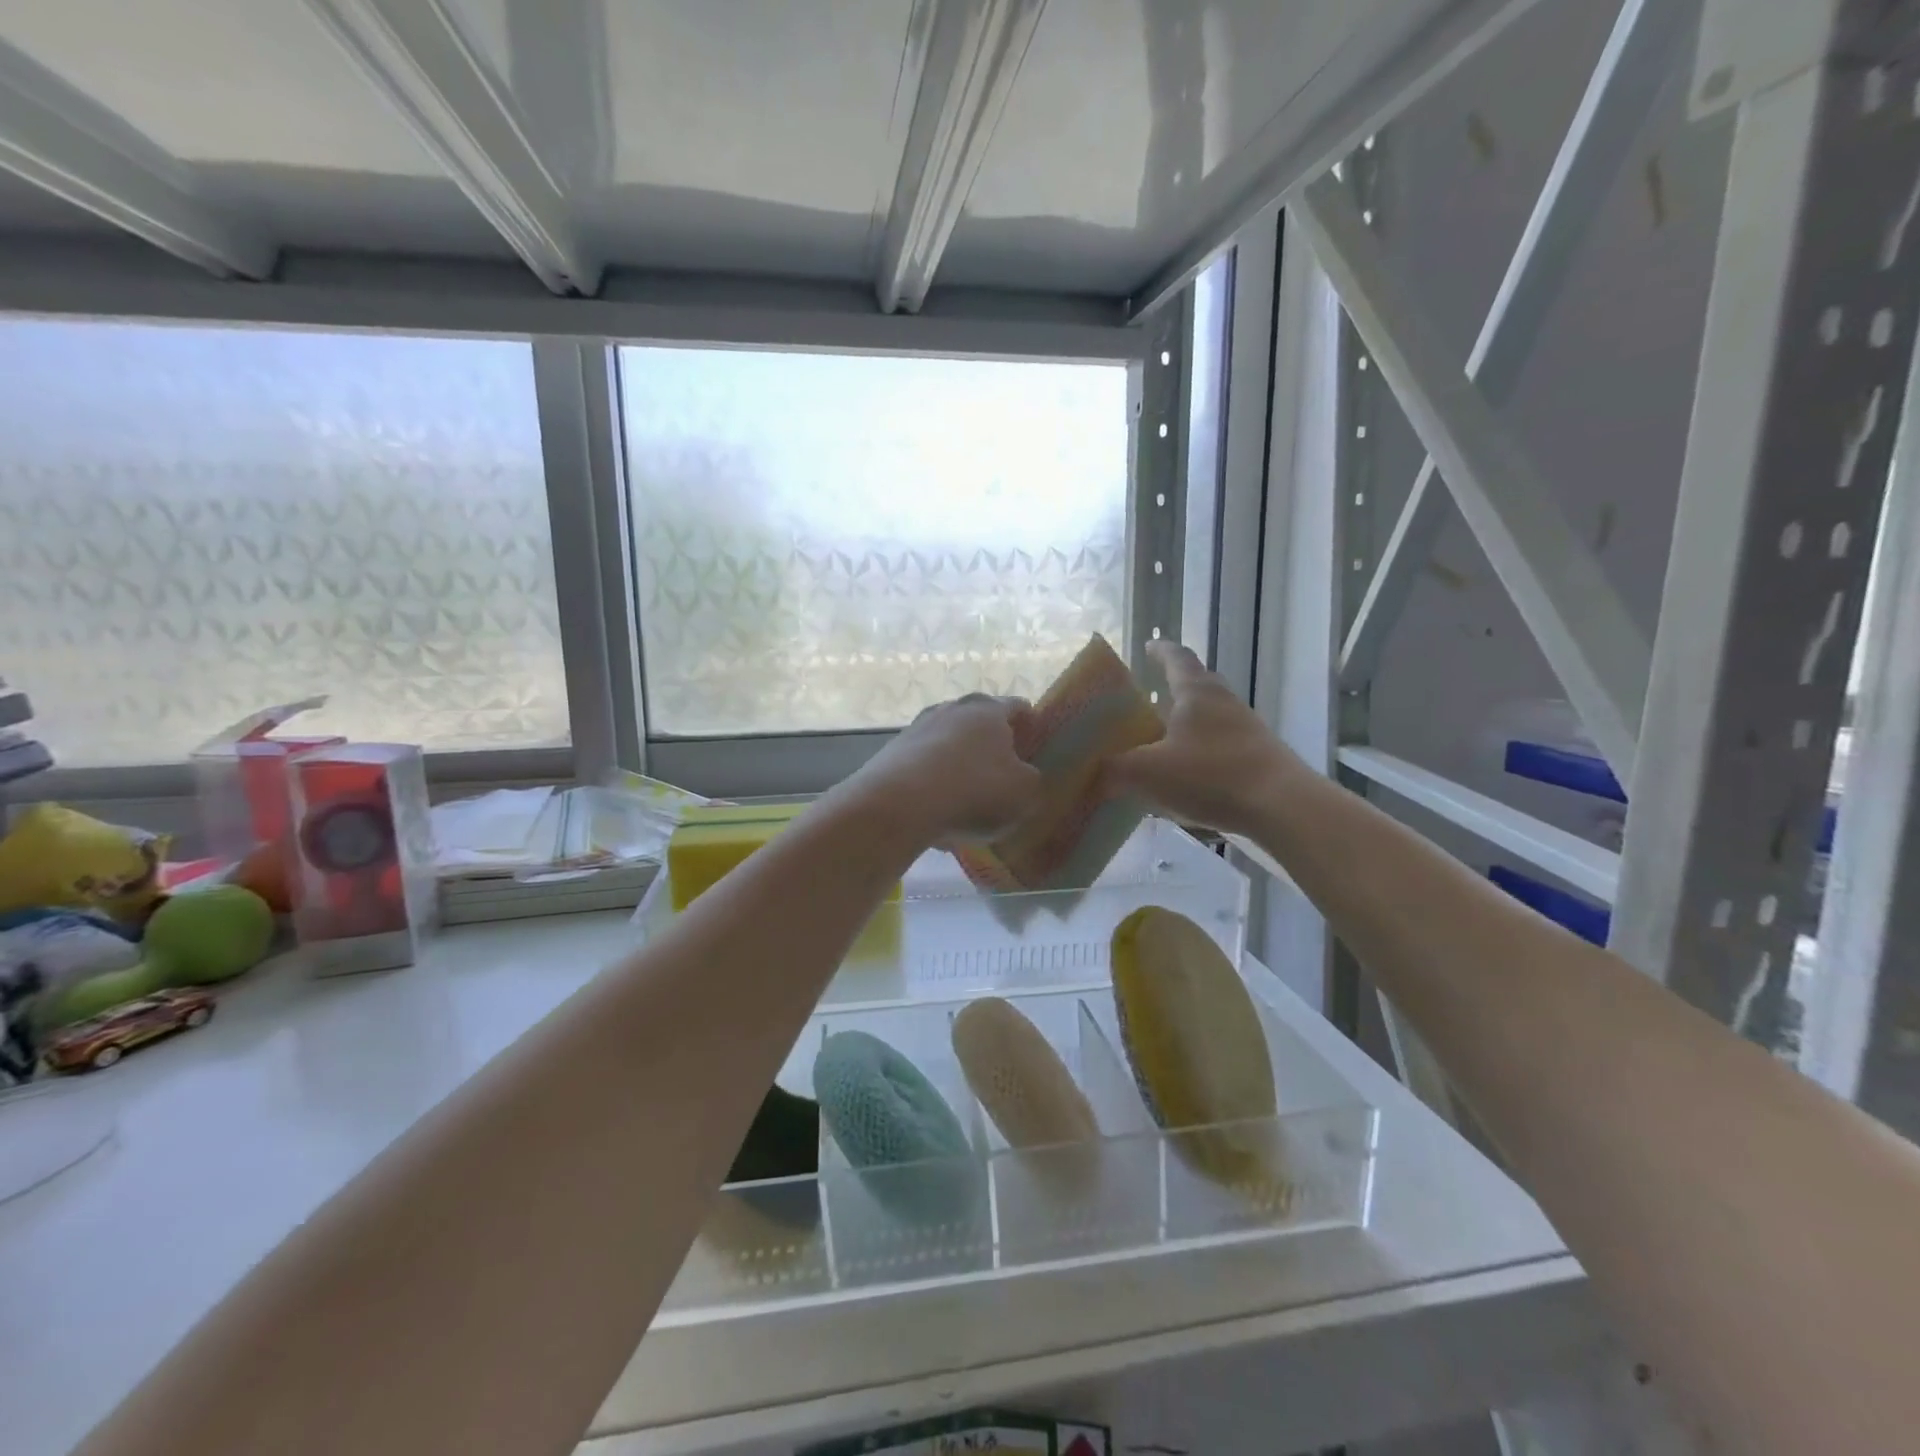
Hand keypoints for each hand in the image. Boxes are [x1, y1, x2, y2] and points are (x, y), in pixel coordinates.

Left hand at [845, 694, 1043, 848]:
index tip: (1035, 746)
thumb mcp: (1024, 793)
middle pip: (978, 721)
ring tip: (967, 796)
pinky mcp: (892, 752)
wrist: (898, 804)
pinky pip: (923, 765)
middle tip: (1003, 771)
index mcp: (988, 710)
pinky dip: (933, 783)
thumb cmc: (974, 791)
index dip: (1030, 724)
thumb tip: (1023, 774)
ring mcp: (917, 727)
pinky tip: (937, 811)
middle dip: (991, 743)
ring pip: (948, 742)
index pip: (1018, 706)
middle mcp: (952, 708)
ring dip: (959, 763)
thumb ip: (1031, 779)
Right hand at [1103, 642, 1301, 836]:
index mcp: (1196, 691)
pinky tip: (1184, 778)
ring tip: (1159, 743)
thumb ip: (1113, 770)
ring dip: (1185, 725)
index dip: (1160, 650)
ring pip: (1208, 718)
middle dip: (1171, 689)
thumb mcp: (1147, 772)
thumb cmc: (1210, 774)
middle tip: (1145, 702)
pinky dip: (1199, 754)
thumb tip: (1093, 773)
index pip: (1176, 657)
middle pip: (1196, 685)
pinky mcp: (1258, 757)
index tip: (1147, 646)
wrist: (1281, 806)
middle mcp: (1223, 702)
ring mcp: (1246, 729)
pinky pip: (1220, 746)